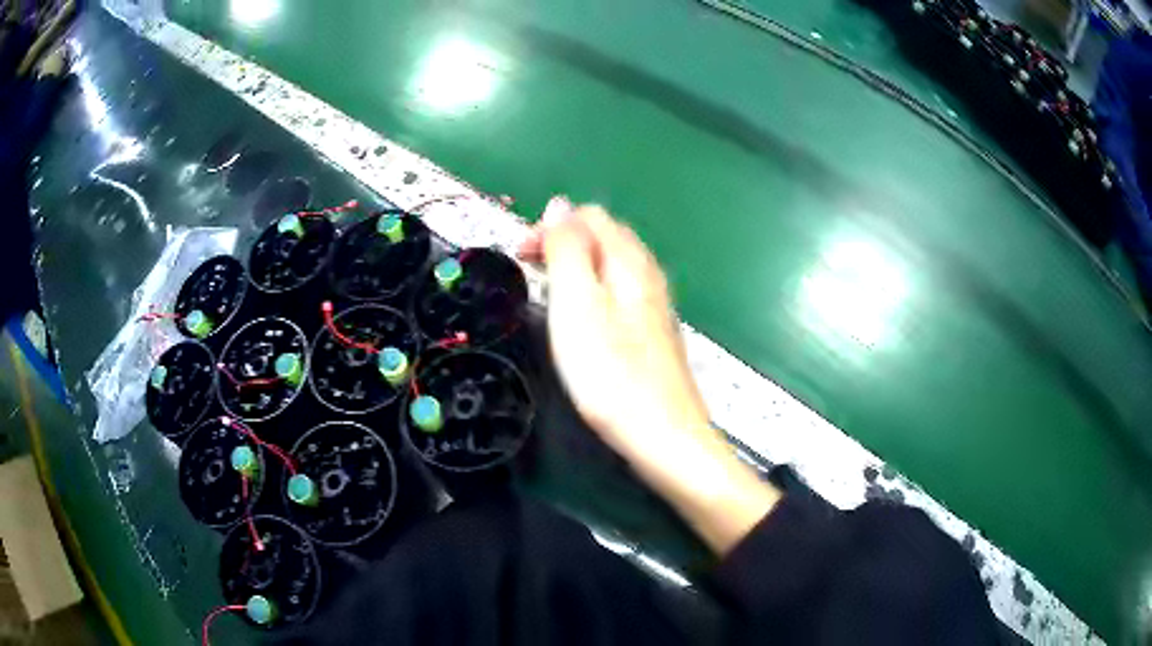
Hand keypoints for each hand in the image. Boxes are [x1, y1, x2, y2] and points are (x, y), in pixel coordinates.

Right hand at [519, 197, 779, 554]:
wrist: (664, 436)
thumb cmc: (611, 373)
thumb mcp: (577, 303)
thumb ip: (568, 249)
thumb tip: (560, 205)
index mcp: (629, 261)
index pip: (589, 216)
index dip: (550, 227)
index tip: (522, 259)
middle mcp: (648, 274)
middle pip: (605, 235)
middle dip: (564, 242)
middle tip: (532, 274)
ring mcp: (656, 304)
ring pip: (614, 264)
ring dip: (578, 266)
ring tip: (551, 294)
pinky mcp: (655, 332)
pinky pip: (622, 291)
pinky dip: (595, 290)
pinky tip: (586, 320)